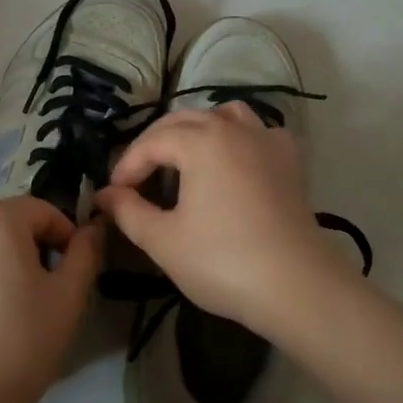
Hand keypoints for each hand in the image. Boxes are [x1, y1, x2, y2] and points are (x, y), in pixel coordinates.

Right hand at [94, 103, 352, 336]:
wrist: (298, 287)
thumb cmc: (223, 261)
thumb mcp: (163, 240)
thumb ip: (129, 211)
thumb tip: (105, 195)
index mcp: (201, 141)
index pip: (151, 142)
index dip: (127, 166)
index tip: (113, 195)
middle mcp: (234, 129)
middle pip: (184, 120)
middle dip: (154, 144)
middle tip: (137, 178)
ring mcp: (267, 141)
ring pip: (225, 115)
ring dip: (198, 130)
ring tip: (183, 158)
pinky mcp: (290, 162)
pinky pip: (258, 132)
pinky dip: (238, 138)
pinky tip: (233, 162)